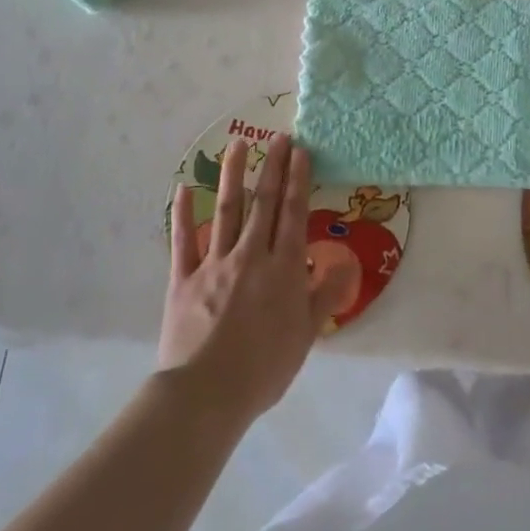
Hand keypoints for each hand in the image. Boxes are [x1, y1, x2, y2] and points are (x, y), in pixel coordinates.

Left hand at [161, 135, 355, 421]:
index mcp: (283, 268)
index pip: (294, 214)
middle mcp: (250, 256)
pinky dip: (183, 213)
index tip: (301, 151)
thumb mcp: (306, 334)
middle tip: (278, 137)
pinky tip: (185, 188)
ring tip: (238, 145)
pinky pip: (183, 240)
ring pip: (225, 210)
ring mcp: (213, 264)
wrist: (207, 393)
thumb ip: (326, 295)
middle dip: (272, 167)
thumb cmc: (265, 367)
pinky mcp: (183, 279)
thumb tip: (346, 264)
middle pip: (264, 203)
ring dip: (233, 176)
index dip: (298, 180)